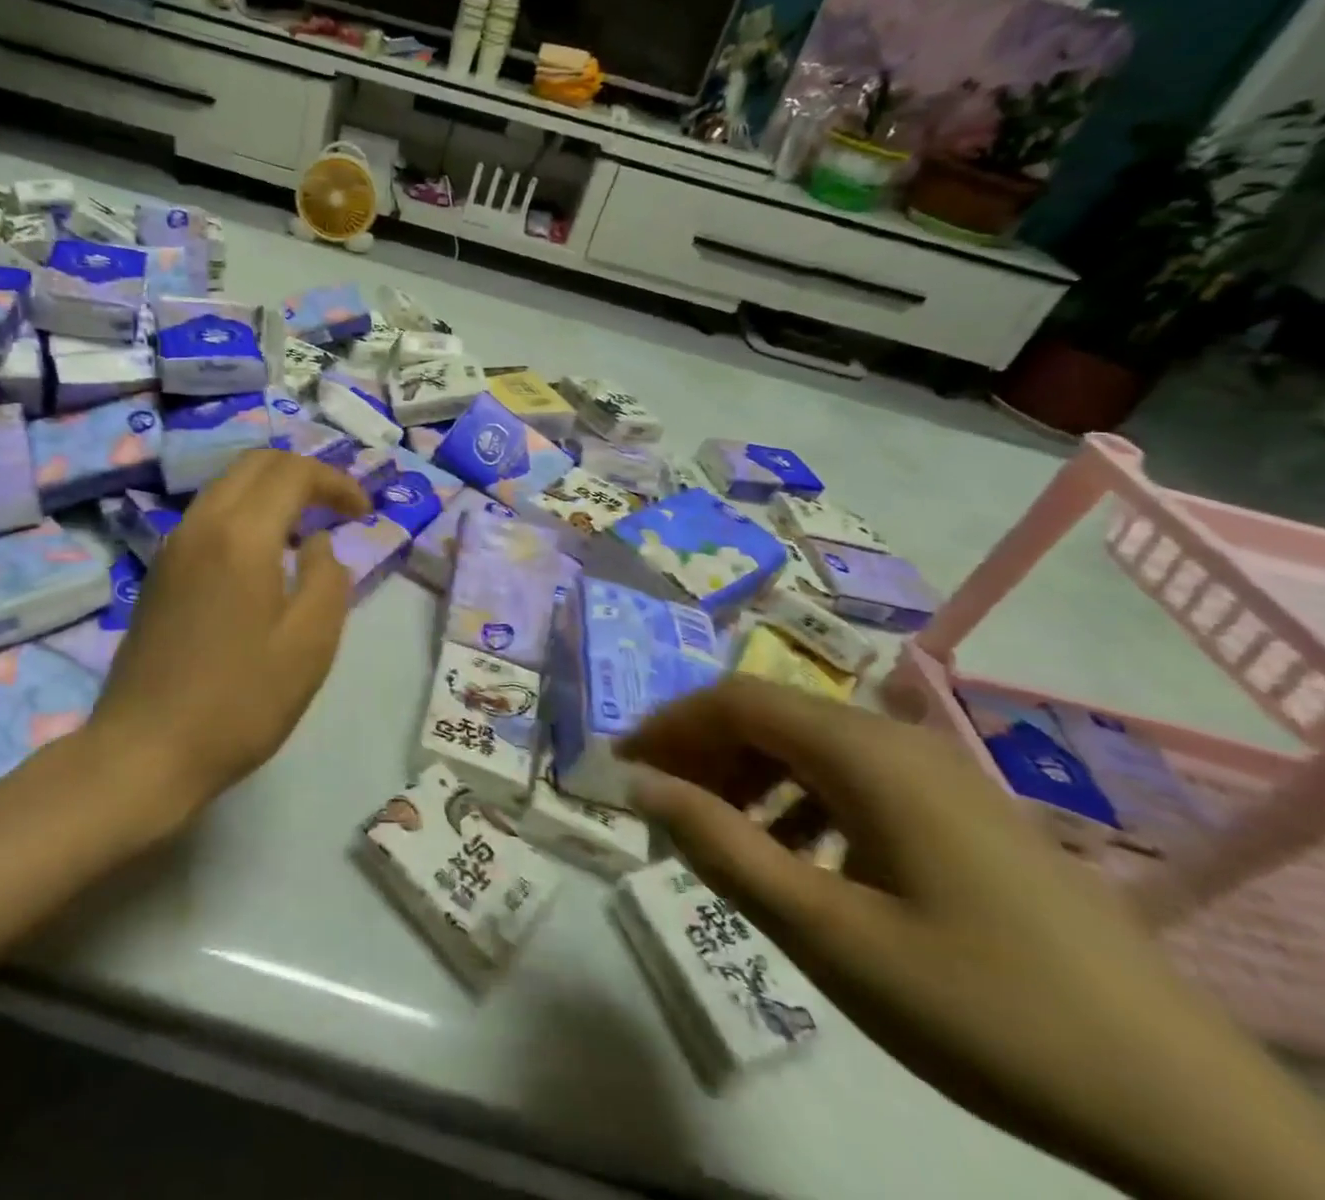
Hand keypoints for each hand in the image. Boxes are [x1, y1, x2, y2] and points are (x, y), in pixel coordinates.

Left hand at [90, 450, 370, 812]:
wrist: (144, 750)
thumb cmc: (239, 702)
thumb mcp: (309, 645)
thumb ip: (328, 579)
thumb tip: (317, 542)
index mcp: (241, 535)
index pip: (294, 472)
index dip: (336, 481)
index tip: (364, 512)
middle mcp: (202, 524)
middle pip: (255, 463)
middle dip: (304, 473)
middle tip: (338, 508)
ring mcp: (173, 545)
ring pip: (228, 485)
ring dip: (272, 490)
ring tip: (306, 528)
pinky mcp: (160, 570)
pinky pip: (209, 514)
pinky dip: (245, 512)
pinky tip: (263, 556)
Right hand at [620, 678, 1324, 1199]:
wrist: (1184, 1106)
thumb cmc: (981, 1007)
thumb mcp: (828, 933)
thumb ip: (722, 848)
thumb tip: (642, 784)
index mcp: (865, 754)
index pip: (736, 700)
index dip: (669, 723)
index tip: (622, 764)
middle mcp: (898, 741)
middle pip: (772, 716)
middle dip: (703, 751)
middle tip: (661, 805)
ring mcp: (938, 775)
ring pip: (811, 747)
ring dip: (750, 777)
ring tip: (720, 837)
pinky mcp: (962, 812)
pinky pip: (855, 781)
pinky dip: (802, 802)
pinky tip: (801, 861)